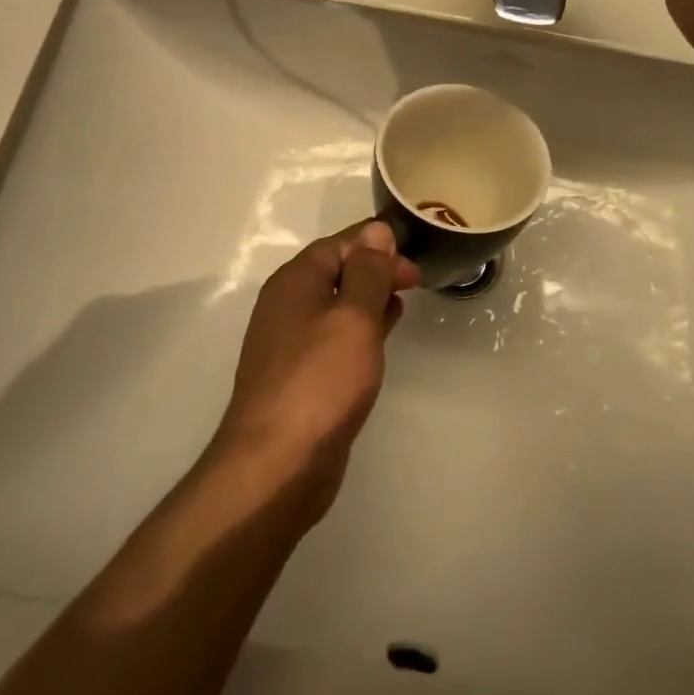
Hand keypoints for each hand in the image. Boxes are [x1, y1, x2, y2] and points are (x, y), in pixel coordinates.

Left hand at [213, 221, 420, 519]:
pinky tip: (382, 338)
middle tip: (416, 281)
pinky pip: (334, 337)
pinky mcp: (301, 376)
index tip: (414, 257)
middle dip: (376, 269)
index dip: (376, 244)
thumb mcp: (353, 317)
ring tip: (404, 301)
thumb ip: (368, 272)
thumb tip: (376, 231)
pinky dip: (360, 329)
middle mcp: (287, 306)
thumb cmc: (320, 380)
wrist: (277, 464)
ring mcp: (291, 344)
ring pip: (336, 305)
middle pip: (336, 271)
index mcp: (295, 282)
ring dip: (369, 298)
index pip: (338, 244)